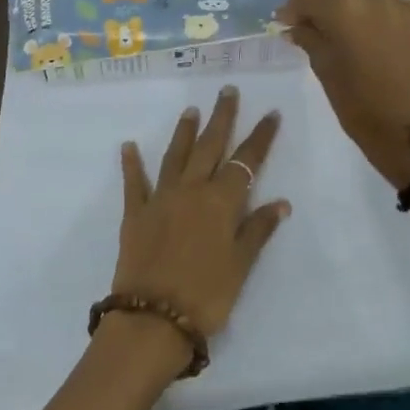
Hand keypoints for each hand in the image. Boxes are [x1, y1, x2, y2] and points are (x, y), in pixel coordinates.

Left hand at [111, 86, 288, 353]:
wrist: (152, 318)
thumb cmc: (206, 296)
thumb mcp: (241, 267)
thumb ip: (258, 230)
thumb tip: (281, 202)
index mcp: (221, 202)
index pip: (246, 161)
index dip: (260, 137)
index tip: (271, 113)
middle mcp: (191, 190)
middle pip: (210, 146)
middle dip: (222, 117)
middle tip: (227, 90)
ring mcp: (161, 198)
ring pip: (176, 155)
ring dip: (184, 131)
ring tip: (191, 110)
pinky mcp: (136, 213)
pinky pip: (134, 182)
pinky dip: (132, 164)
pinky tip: (128, 146)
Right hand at [276, 0, 409, 188]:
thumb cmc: (360, 106)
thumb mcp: (325, 70)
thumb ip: (309, 39)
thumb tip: (295, 26)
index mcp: (344, 9)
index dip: (292, 9)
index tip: (282, 21)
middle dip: (317, 0)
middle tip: (304, 20)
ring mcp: (399, 6)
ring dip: (343, 2)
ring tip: (333, 25)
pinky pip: (385, 3)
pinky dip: (368, 9)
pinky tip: (363, 29)